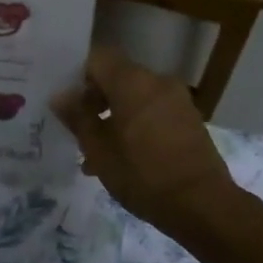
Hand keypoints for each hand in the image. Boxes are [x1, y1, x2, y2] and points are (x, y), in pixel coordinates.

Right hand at [51, 46, 237, 231]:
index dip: (77, 75)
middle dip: (95, 101)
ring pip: (135, 98)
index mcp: (132, 81)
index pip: (97, 58)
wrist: (203, 204)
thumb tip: (60, 96)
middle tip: (78, 131)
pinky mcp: (189, 119)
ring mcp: (177, 99)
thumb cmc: (143, 174)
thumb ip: (78, 118)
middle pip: (117, 77)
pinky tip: (124, 158)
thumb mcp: (99, 150)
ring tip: (97, 154)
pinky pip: (153, 111)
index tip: (66, 101)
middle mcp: (157, 81)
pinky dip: (136, 125)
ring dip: (115, 117)